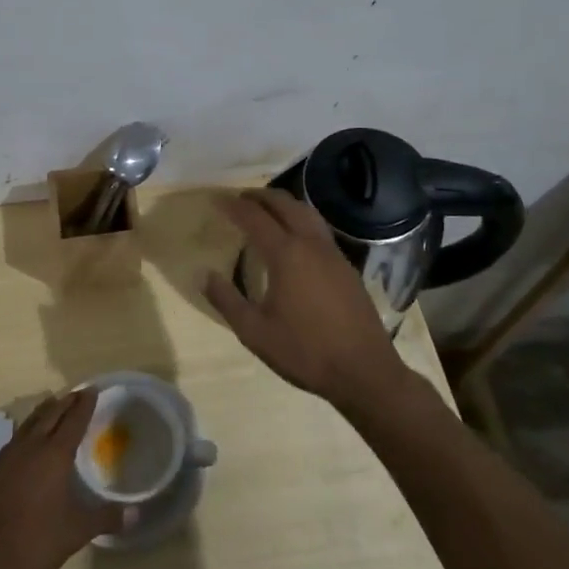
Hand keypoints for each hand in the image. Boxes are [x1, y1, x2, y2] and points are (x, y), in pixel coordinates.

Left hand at [0, 388, 124, 568]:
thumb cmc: (36, 542)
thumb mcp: (77, 532)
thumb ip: (106, 518)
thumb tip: (135, 514)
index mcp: (54, 456)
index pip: (73, 421)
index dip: (84, 405)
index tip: (92, 390)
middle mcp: (30, 448)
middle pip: (50, 415)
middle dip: (65, 402)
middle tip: (76, 394)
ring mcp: (7, 457)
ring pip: (29, 423)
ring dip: (44, 412)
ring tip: (53, 406)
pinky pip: (15, 439)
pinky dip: (27, 430)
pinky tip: (27, 440)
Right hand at [204, 190, 412, 414]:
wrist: (364, 371)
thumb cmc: (305, 351)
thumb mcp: (255, 332)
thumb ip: (227, 301)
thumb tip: (205, 275)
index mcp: (286, 255)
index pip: (255, 218)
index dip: (234, 206)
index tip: (217, 200)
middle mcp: (311, 245)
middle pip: (285, 205)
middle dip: (261, 196)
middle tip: (240, 198)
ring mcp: (333, 254)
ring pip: (307, 213)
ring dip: (284, 203)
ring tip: (266, 208)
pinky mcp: (346, 267)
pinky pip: (319, 229)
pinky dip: (301, 219)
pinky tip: (294, 237)